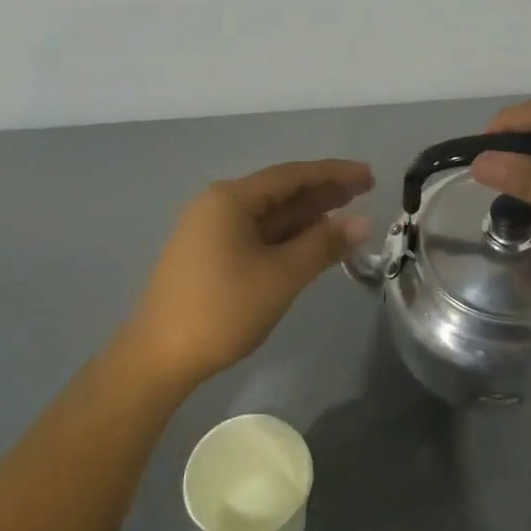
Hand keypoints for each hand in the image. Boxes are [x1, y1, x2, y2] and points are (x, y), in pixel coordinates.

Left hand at [122, 159, 373, 388]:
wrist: (160, 356)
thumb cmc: (223, 310)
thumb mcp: (281, 276)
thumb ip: (323, 245)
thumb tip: (363, 222)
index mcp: (230, 199)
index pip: (292, 176)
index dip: (334, 174)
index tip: (370, 176)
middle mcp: (218, 206)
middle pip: (280, 192)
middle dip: (323, 192)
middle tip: (366, 192)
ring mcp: (211, 232)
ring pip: (269, 216)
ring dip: (307, 216)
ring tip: (348, 214)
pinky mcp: (210, 256)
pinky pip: (257, 235)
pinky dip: (287, 236)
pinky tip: (311, 242)